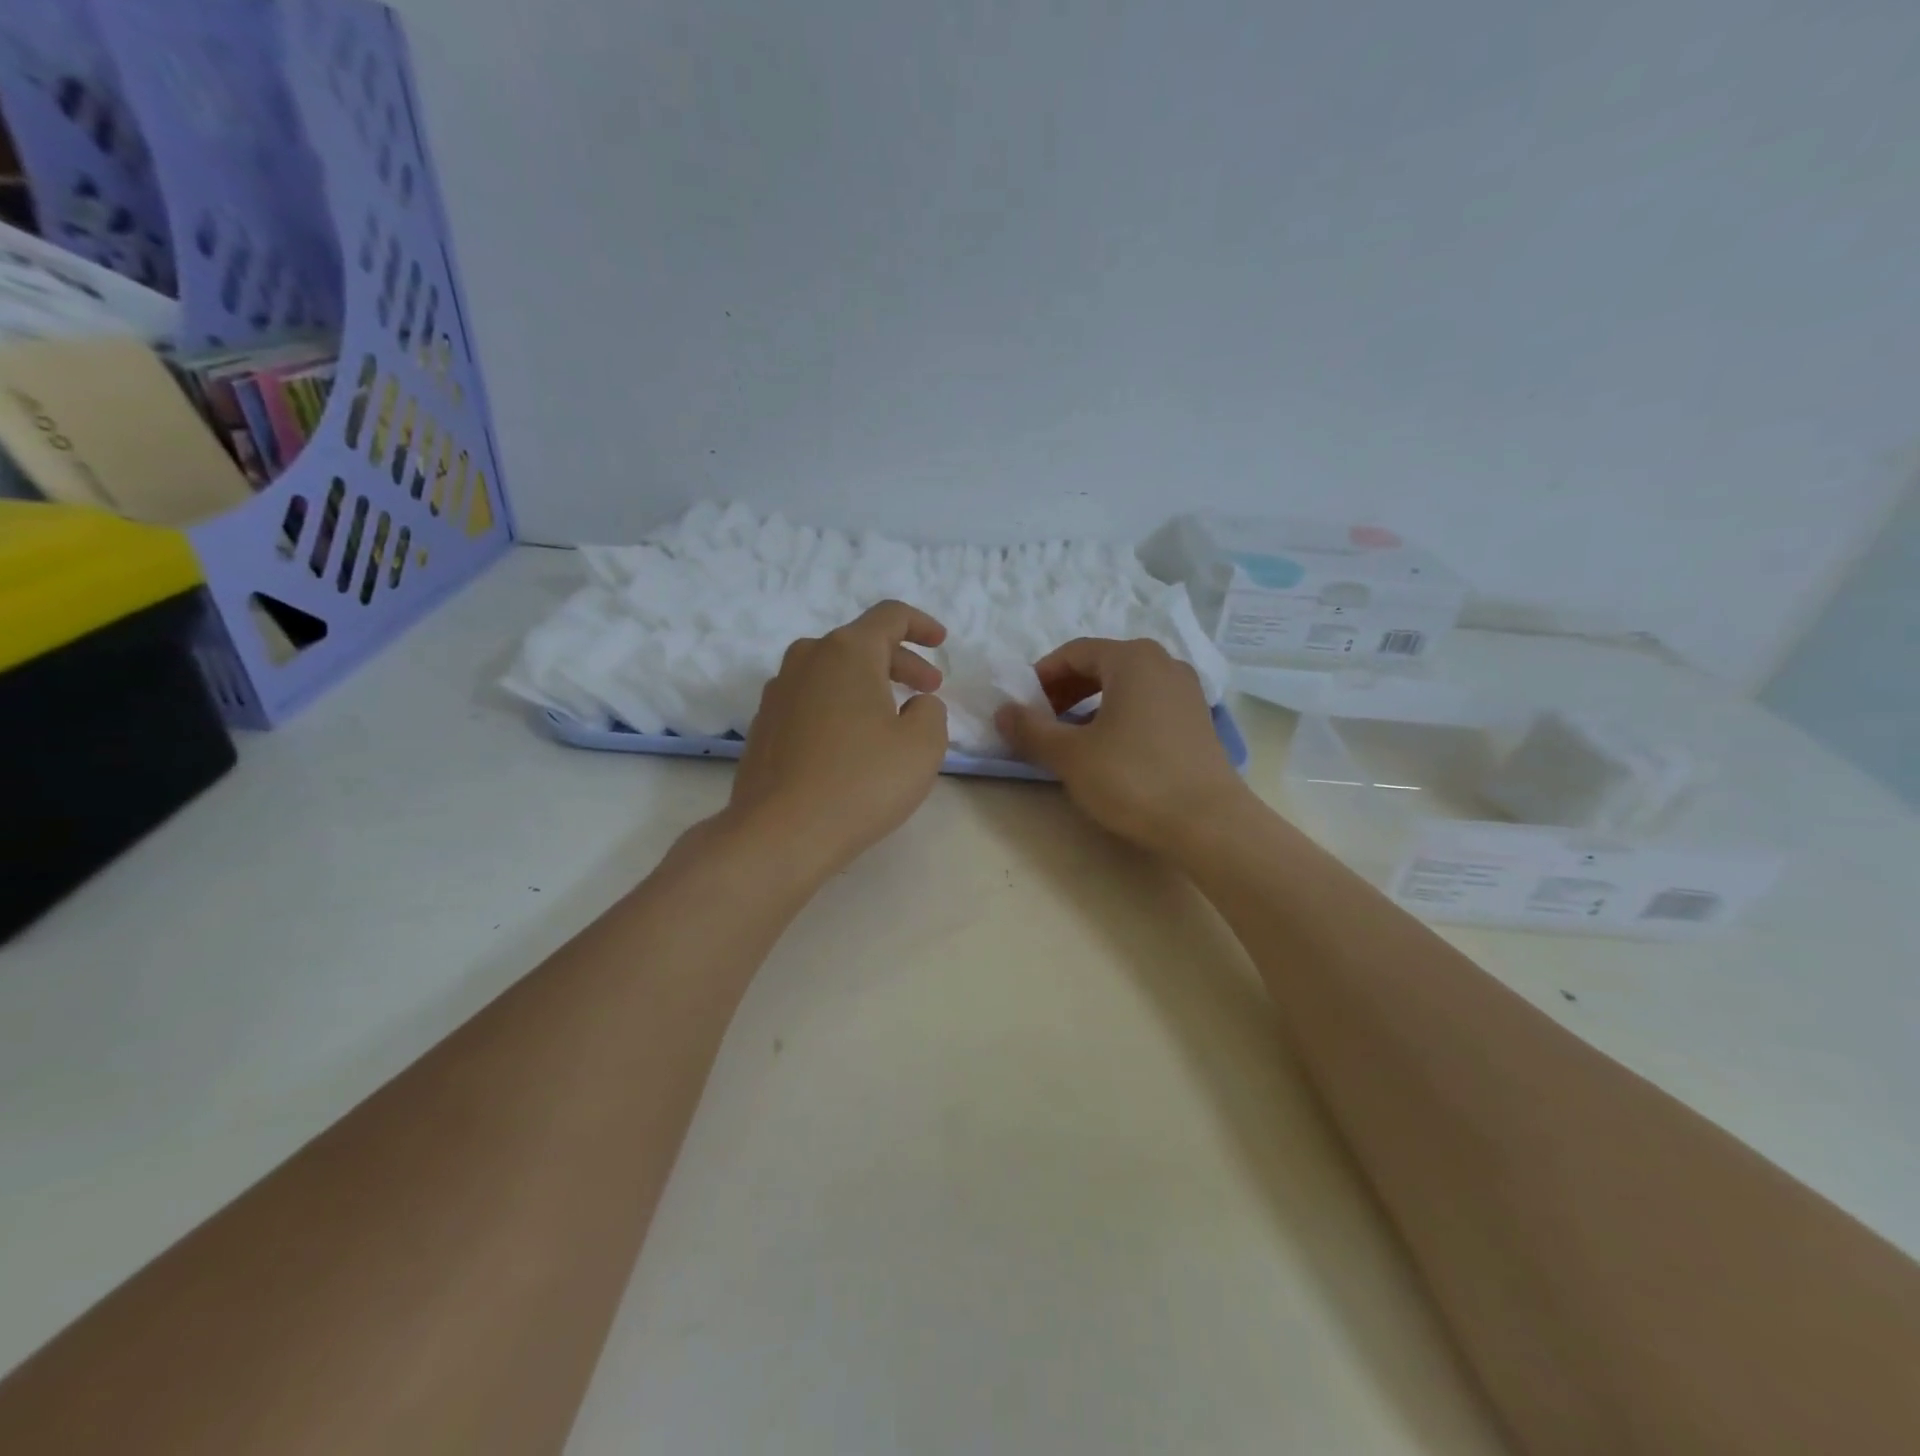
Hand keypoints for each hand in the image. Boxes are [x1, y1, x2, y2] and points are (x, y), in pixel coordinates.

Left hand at [728, 600, 950, 875]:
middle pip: (860, 643)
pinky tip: (852, 742)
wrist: (779, 834)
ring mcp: (778, 692)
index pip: (890, 616)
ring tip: (892, 716)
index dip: (921, 625)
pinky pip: (811, 699)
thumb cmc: (861, 782)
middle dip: (901, 662)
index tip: (941, 643)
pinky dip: (839, 706)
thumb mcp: (923, 745)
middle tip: (929, 689)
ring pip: (833, 671)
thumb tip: (915, 705)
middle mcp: (806, 659)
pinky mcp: (764, 725)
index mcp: (847, 652)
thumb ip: (930, 711)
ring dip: (868, 684)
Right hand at [995, 637, 1250, 854]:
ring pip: (1126, 686)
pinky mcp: (1198, 720)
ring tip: (1072, 736)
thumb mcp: (1071, 755)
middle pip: (1102, 665)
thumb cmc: (1133, 779)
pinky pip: (1148, 704)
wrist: (1209, 823)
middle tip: (1043, 720)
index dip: (1042, 676)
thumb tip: (1002, 711)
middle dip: (1066, 689)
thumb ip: (1031, 729)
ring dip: (1092, 704)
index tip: (1022, 704)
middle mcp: (1164, 663)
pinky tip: (1110, 749)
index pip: (1074, 652)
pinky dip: (1120, 715)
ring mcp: (1187, 692)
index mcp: (1132, 659)